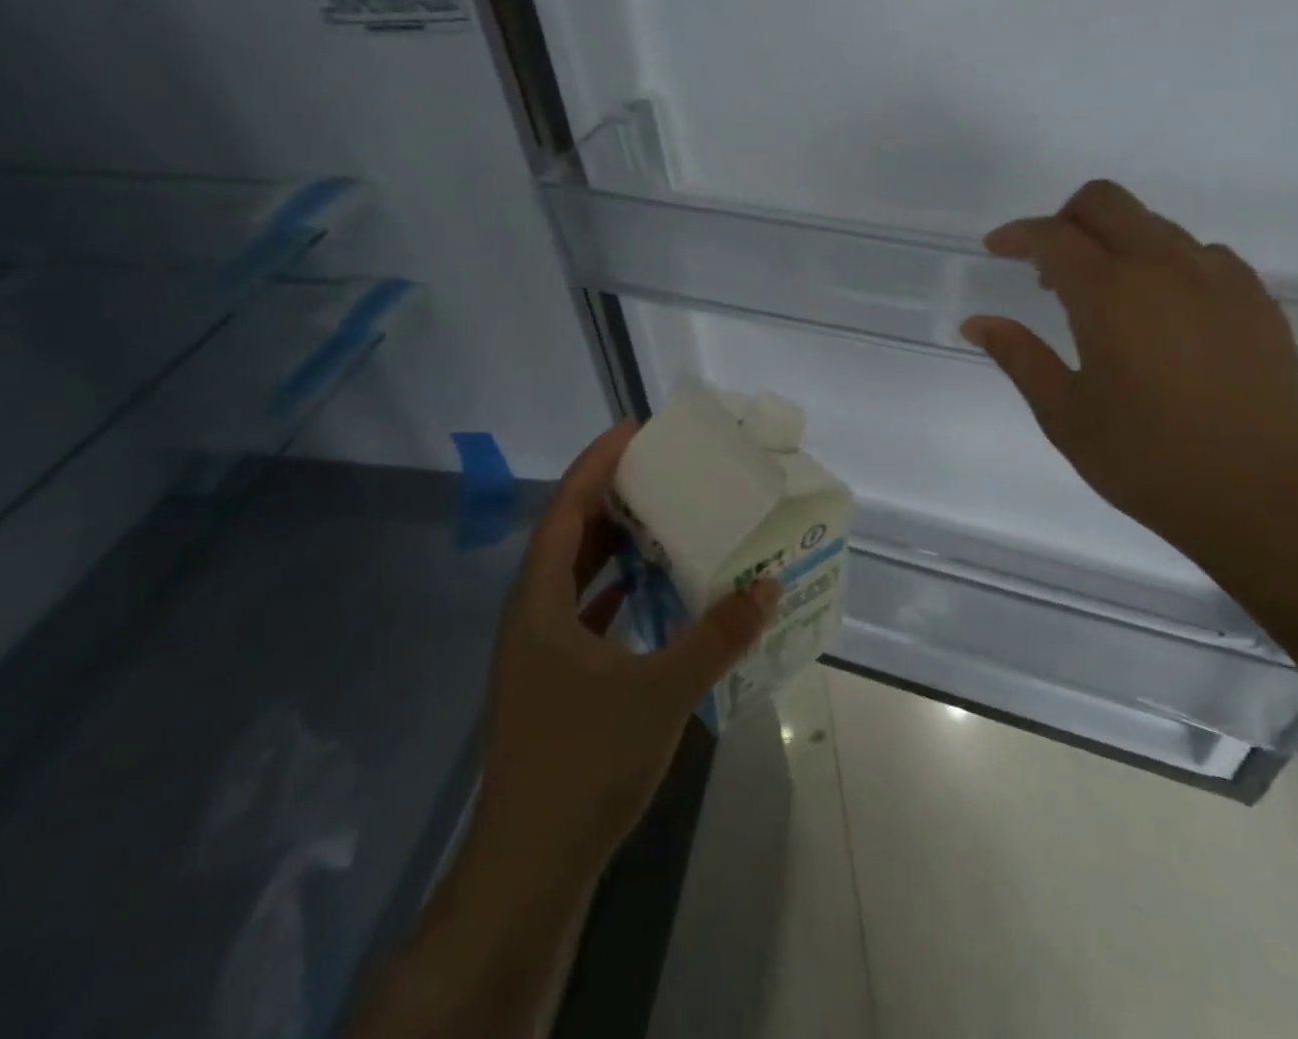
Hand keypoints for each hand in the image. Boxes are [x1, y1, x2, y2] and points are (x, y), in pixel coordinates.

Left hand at [476, 422, 778, 877]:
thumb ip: (716, 635)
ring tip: (664, 514)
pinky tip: (654, 588)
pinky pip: (587, 610)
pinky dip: (619, 588)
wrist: (530, 868)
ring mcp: (540, 650)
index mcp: (540, 601)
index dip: (598, 463)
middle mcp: (533, 615)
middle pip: (570, 534)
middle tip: (662, 467)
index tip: (635, 429)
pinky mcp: (555, 680)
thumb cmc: (584, 763)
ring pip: (577, 574)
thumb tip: (768, 584)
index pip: (567, 509)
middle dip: (611, 494)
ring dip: (616, 541)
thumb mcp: (661, 691)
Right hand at [962, 180, 1297, 575]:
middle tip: (1050, 268)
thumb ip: (1019, 357)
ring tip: (1106, 300)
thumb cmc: (1148, 460)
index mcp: (1110, 294)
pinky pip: (1199, 254)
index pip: (1052, 235)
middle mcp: (1164, 266)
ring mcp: (1218, 276)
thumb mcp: (1065, 415)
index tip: (996, 248)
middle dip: (1066, 218)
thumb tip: (978, 322)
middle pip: (1105, 201)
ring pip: (1154, 224)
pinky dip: (1165, 264)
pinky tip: (1163, 314)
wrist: (1264, 495)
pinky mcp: (1256, 296)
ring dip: (1116, 243)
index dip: (1017, 234)